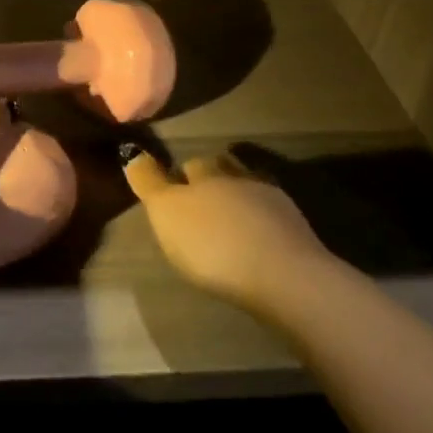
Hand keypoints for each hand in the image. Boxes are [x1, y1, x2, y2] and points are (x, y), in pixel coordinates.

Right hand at [122, 148, 331, 313]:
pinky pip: (274, 220)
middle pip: (223, 171)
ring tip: (231, 226)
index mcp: (207, 172)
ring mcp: (275, 204)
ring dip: (241, 203)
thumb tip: (133, 153)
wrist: (285, 278)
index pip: (190, 163)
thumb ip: (148, 182)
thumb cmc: (214, 244)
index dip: (180, 175)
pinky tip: (259, 245)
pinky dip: (264, 227)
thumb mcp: (166, 212)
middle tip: (201, 206)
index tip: (173, 191)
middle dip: (213, 182)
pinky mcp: (300, 234)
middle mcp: (241, 178)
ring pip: (251, 193)